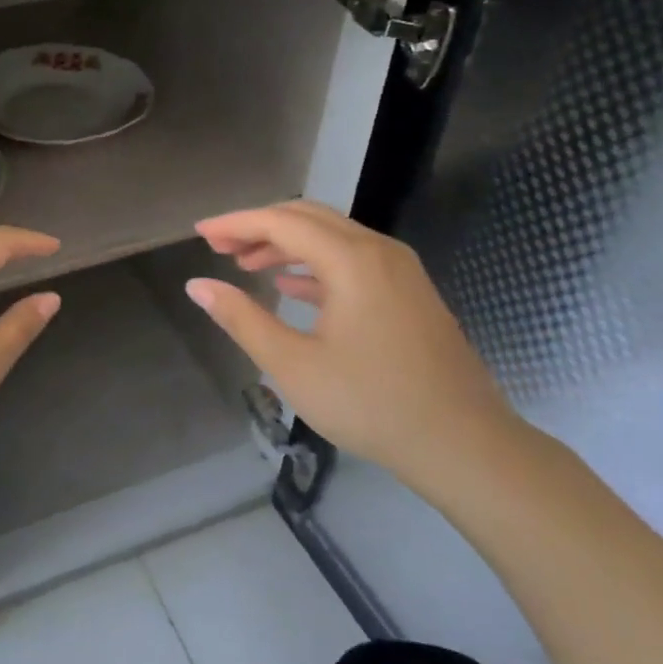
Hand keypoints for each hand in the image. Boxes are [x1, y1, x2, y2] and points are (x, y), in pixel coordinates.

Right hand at [187, 201, 517, 486]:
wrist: (466, 445)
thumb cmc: (372, 404)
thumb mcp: (293, 365)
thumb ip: (241, 318)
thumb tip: (197, 285)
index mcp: (351, 260)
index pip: (280, 222)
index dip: (235, 223)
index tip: (200, 232)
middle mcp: (378, 250)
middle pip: (307, 218)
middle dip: (258, 227)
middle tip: (218, 247)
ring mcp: (400, 270)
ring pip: (331, 237)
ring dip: (285, 244)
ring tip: (246, 264)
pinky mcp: (409, 293)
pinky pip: (352, 259)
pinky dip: (314, 264)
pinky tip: (289, 286)